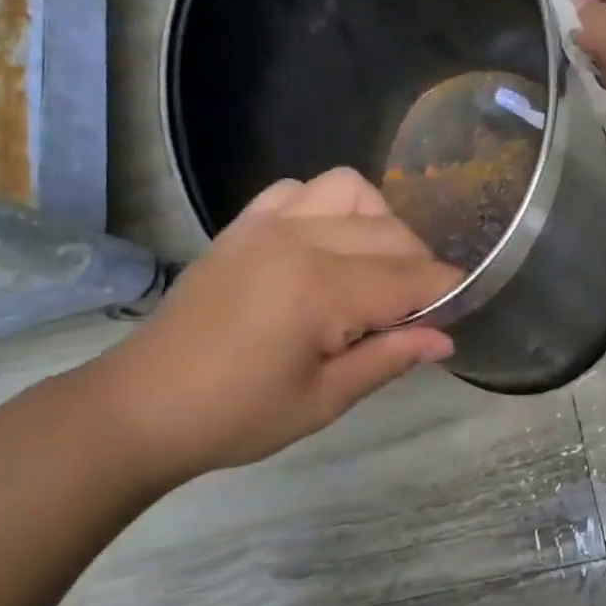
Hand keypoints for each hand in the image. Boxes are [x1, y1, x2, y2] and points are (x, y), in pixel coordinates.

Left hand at [75, 169, 461, 489]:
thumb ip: (389, 359)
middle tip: (413, 311)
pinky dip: (326, 206)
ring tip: (372, 268)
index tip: (462, 307)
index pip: (411, 277)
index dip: (446, 290)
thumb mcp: (323, 400)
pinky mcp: (243, 224)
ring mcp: (268, 223)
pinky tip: (323, 244)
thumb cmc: (237, 416)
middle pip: (391, 232)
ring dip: (378, 223)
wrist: (142, 406)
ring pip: (352, 191)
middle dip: (418, 266)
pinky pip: (300, 188)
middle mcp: (301, 239)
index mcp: (322, 290)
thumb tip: (445, 338)